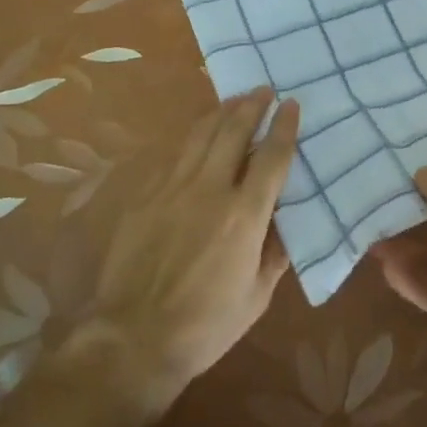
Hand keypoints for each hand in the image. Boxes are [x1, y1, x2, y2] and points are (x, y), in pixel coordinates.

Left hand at [69, 89, 298, 415]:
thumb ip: (274, 253)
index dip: (284, 127)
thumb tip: (284, 222)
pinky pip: (174, 155)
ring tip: (234, 99)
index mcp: (245, 215)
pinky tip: (197, 133)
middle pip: (233, 132)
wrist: (135, 337)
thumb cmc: (206, 324)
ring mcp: (173, 188)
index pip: (271, 157)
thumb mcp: (257, 296)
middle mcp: (211, 189)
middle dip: (251, 106)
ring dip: (221, 112)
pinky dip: (192, 137)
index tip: (291, 105)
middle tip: (263, 89)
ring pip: (201, 135)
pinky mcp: (146, 195)